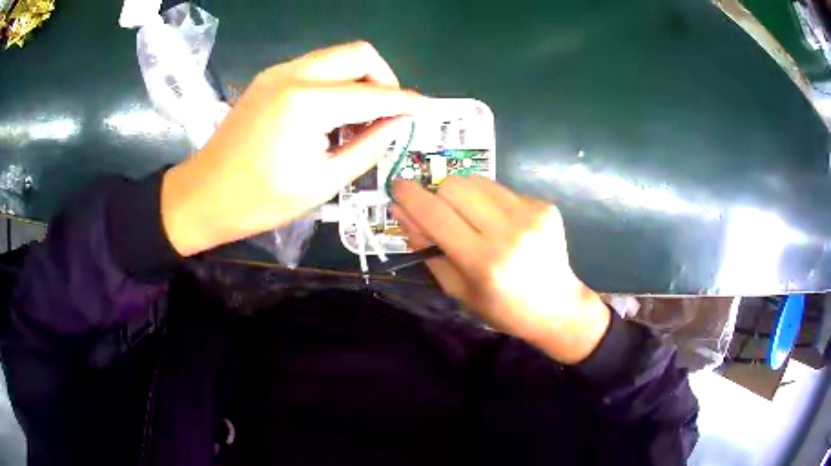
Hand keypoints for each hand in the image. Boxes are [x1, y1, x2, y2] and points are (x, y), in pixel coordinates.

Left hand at [162, 41, 423, 255]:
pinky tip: (330, 115)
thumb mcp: (322, 183)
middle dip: (384, 78)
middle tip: (387, 112)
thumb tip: (397, 122)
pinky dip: (336, 83)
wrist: (203, 195)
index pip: (373, 93)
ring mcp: (278, 72)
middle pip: (359, 53)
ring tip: (356, 120)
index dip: (405, 102)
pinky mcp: (270, 78)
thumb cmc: (259, 201)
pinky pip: (317, 67)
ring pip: (338, 56)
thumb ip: (367, 147)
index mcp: (307, 104)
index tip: (425, 109)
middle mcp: (294, 75)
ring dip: (359, 80)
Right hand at [393, 177, 610, 363]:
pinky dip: (490, 201)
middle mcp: (508, 232)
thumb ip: (426, 248)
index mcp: (483, 261)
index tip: (397, 187)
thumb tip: (400, 210)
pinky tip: (503, 224)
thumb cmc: (502, 308)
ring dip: (464, 195)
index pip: (435, 215)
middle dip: (439, 195)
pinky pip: (501, 189)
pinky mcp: (544, 205)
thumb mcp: (456, 289)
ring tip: (474, 219)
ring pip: (477, 180)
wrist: (557, 306)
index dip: (411, 196)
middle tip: (443, 215)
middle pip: (454, 185)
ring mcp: (531, 214)